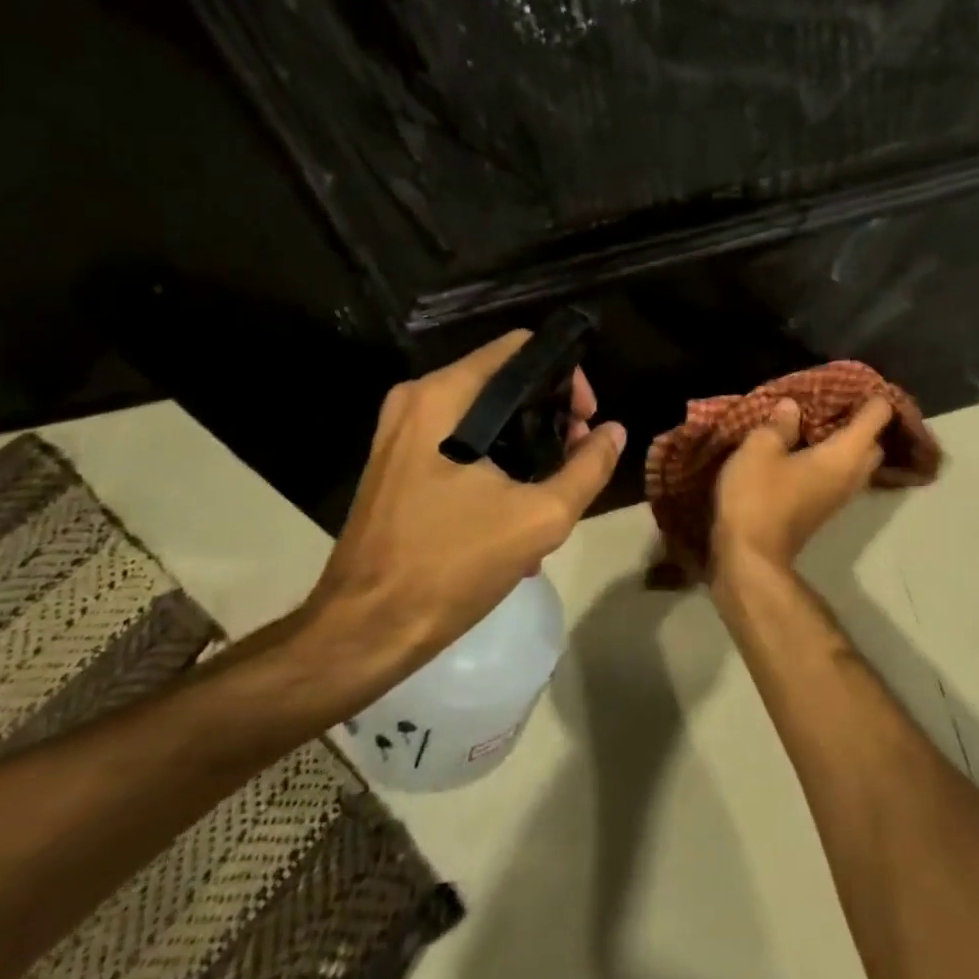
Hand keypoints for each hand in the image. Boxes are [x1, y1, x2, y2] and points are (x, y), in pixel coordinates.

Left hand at [291, 331, 624, 716]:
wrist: (365, 631)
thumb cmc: (451, 566)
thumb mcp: (539, 518)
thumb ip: (587, 468)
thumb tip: (614, 432)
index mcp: (443, 397)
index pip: (520, 348)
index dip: (565, 377)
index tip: (587, 421)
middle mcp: (416, 401)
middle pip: (503, 382)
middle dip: (550, 416)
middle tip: (578, 458)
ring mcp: (400, 433)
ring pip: (484, 417)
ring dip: (527, 446)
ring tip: (555, 492)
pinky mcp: (396, 464)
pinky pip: (460, 444)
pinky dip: (496, 464)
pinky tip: (517, 513)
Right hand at [711, 396, 892, 570]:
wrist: (750, 557)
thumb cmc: (757, 497)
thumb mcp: (760, 449)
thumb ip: (779, 424)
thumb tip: (793, 408)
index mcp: (844, 454)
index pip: (876, 417)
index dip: (871, 396)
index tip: (853, 383)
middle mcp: (851, 475)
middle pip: (873, 442)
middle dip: (861, 422)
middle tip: (833, 403)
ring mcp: (840, 497)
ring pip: (857, 463)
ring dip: (846, 443)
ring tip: (817, 425)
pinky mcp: (823, 510)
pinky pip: (840, 476)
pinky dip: (832, 460)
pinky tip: (804, 451)